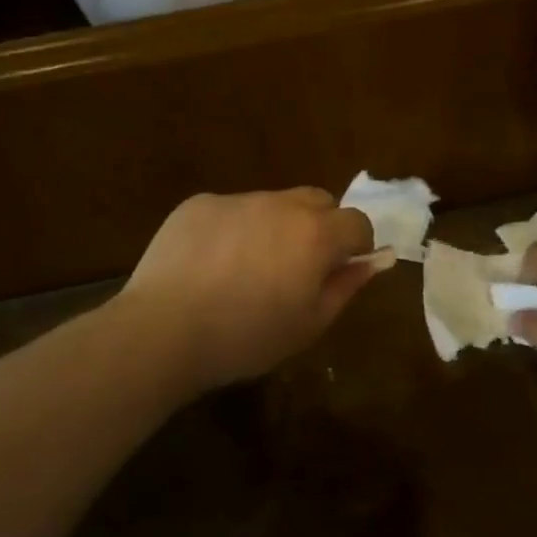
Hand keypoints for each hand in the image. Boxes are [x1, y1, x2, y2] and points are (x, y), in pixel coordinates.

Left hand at [115, 189, 378, 391]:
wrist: (164, 331)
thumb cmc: (246, 337)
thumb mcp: (309, 324)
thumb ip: (346, 286)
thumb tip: (372, 262)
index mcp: (315, 234)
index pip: (357, 222)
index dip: (356, 246)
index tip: (339, 270)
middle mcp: (281, 204)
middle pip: (318, 201)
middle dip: (320, 227)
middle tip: (298, 266)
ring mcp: (237, 199)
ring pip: (273, 204)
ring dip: (275, 227)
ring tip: (247, 269)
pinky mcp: (199, 204)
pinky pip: (231, 210)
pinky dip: (234, 229)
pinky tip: (210, 265)